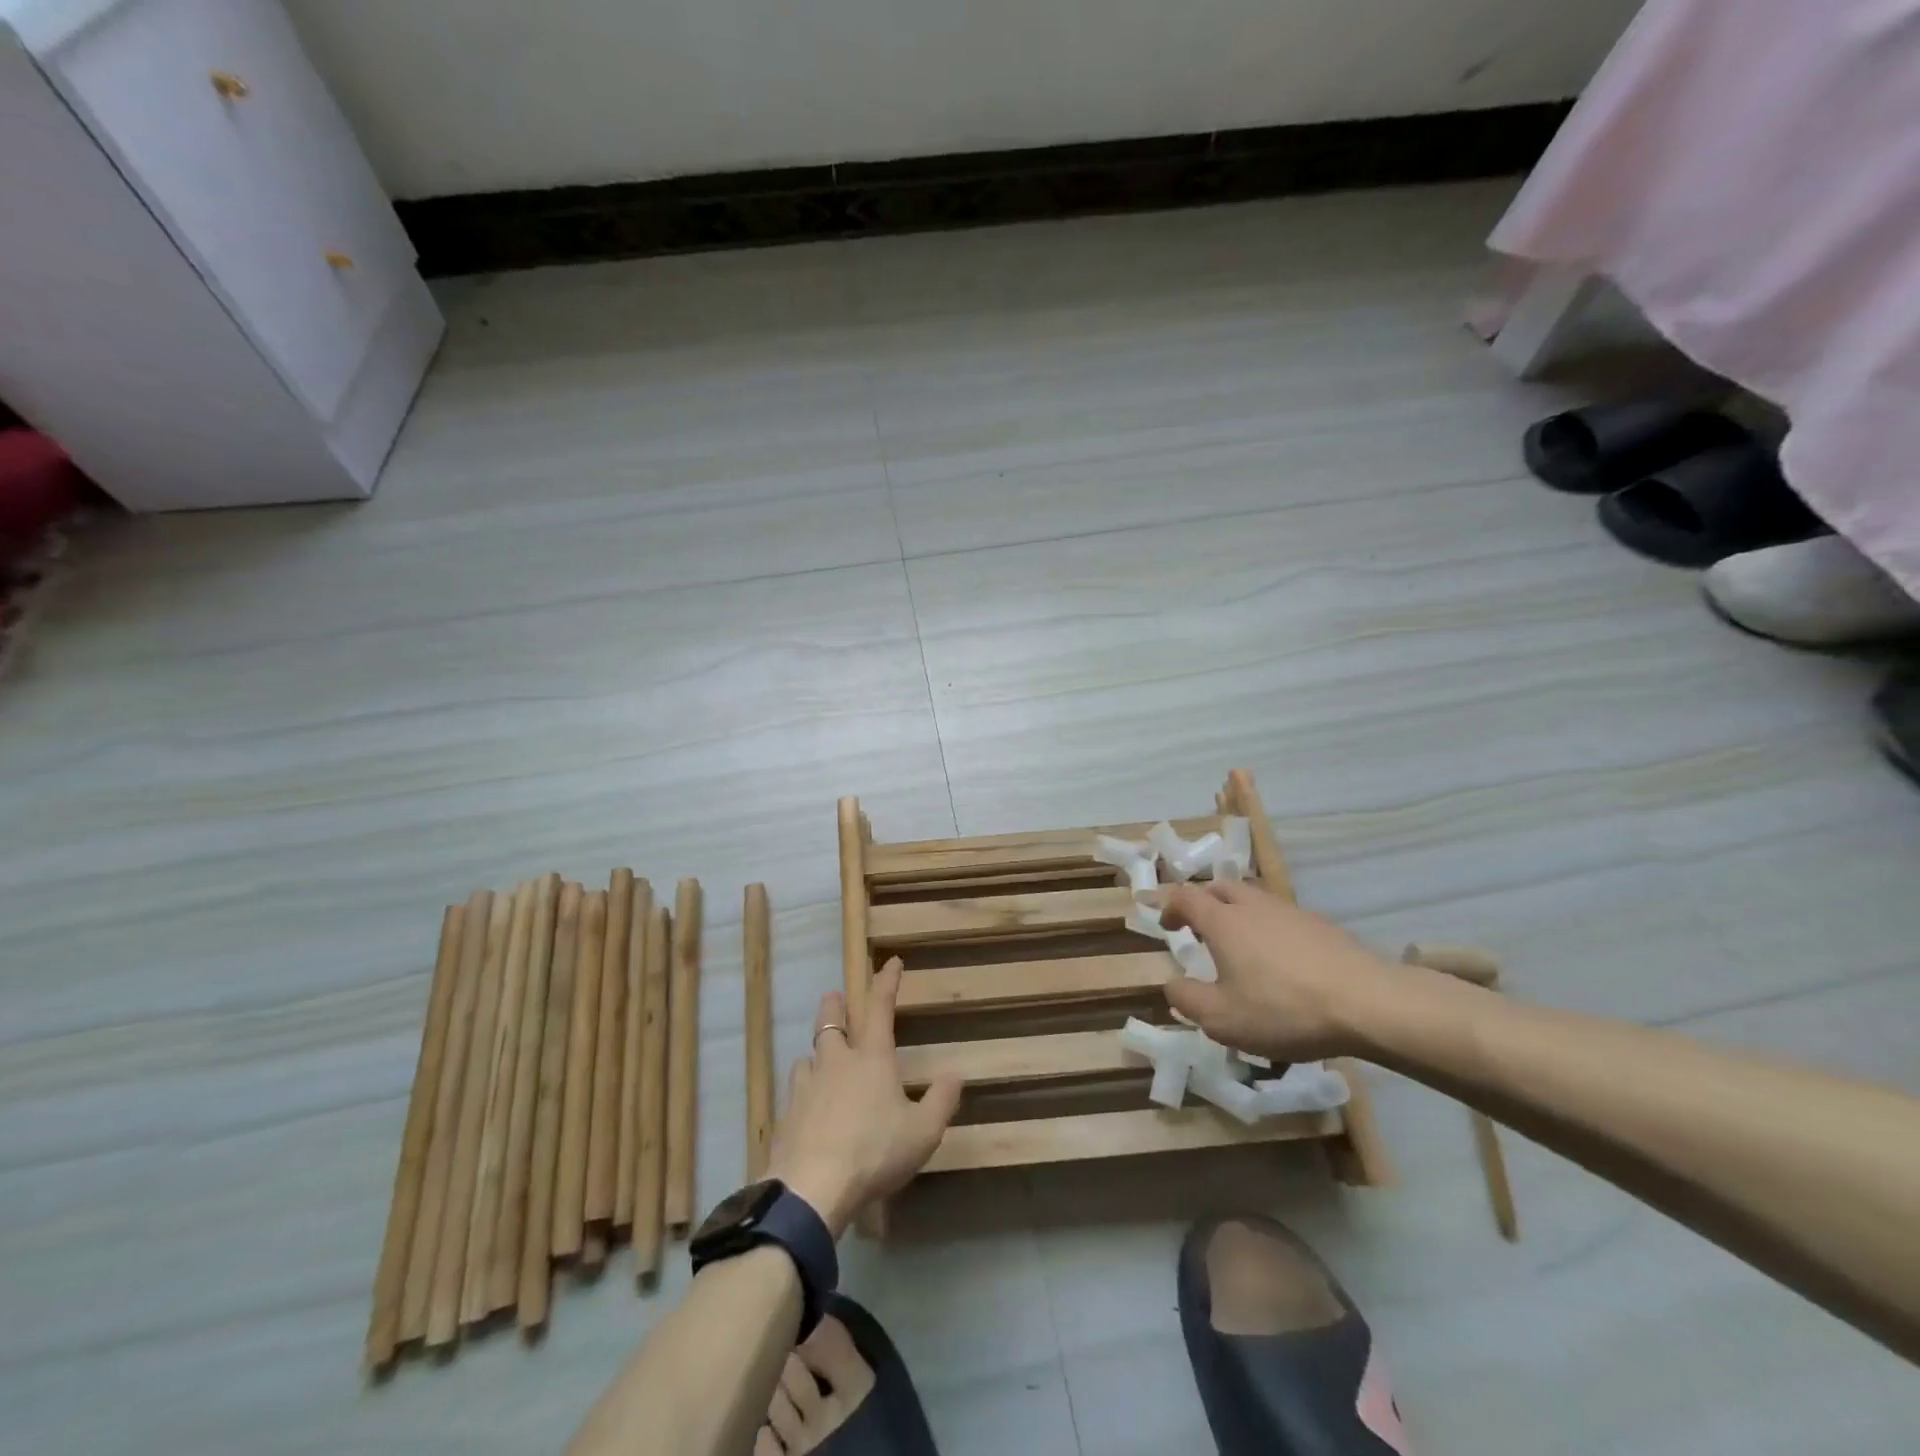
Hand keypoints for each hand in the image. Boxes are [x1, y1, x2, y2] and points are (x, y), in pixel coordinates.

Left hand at [765, 959, 962, 1238]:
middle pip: (829, 1022)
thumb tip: (956, 1075)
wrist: (811, 1188)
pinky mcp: (785, 1116)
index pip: (879, 1007)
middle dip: (834, 1005)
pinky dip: (804, 1093)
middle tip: (835, 997)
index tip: (891, 962)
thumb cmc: (874, 1152)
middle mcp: (836, 1063)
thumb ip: (941, 1101)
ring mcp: (805, 1088)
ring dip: (816, 1054)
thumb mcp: (923, 1132)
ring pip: (807, 1057)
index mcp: (871, 1058)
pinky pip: (795, 1093)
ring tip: (819, 1060)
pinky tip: (807, 1110)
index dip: (886, 982)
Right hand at [1157, 880, 1396, 1060]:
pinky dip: (1268, 929)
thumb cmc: (1284, 1009)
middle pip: (1220, 887)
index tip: (1166, 925)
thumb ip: (1187, 999)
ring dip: (1237, 914)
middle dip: (1203, 902)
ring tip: (1240, 947)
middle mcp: (1253, 906)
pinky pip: (1281, 916)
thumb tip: (1171, 984)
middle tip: (1199, 928)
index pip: (1185, 896)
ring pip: (1253, 899)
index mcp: (1223, 921)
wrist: (1369, 1003)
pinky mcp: (1322, 925)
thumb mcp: (1222, 1019)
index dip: (1170, 906)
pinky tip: (1281, 962)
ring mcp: (1290, 911)